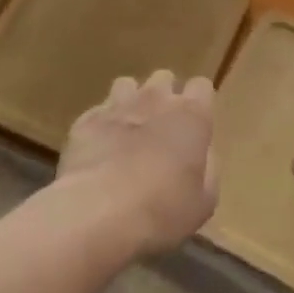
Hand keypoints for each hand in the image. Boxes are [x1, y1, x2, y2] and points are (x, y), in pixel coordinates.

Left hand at [57, 69, 216, 255]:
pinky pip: (97, 113)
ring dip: (130, 102)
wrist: (98, 214)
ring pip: (127, 85)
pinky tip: (98, 151)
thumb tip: (201, 156)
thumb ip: (207, 170)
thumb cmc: (162, 210)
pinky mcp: (85, 121)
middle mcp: (156, 100)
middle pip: (163, 78)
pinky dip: (101, 127)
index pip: (201, 86)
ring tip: (127, 132)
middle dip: (163, 96)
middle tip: (160, 129)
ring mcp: (117, 106)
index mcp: (192, 115)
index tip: (194, 126)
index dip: (198, 103)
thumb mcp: (203, 202)